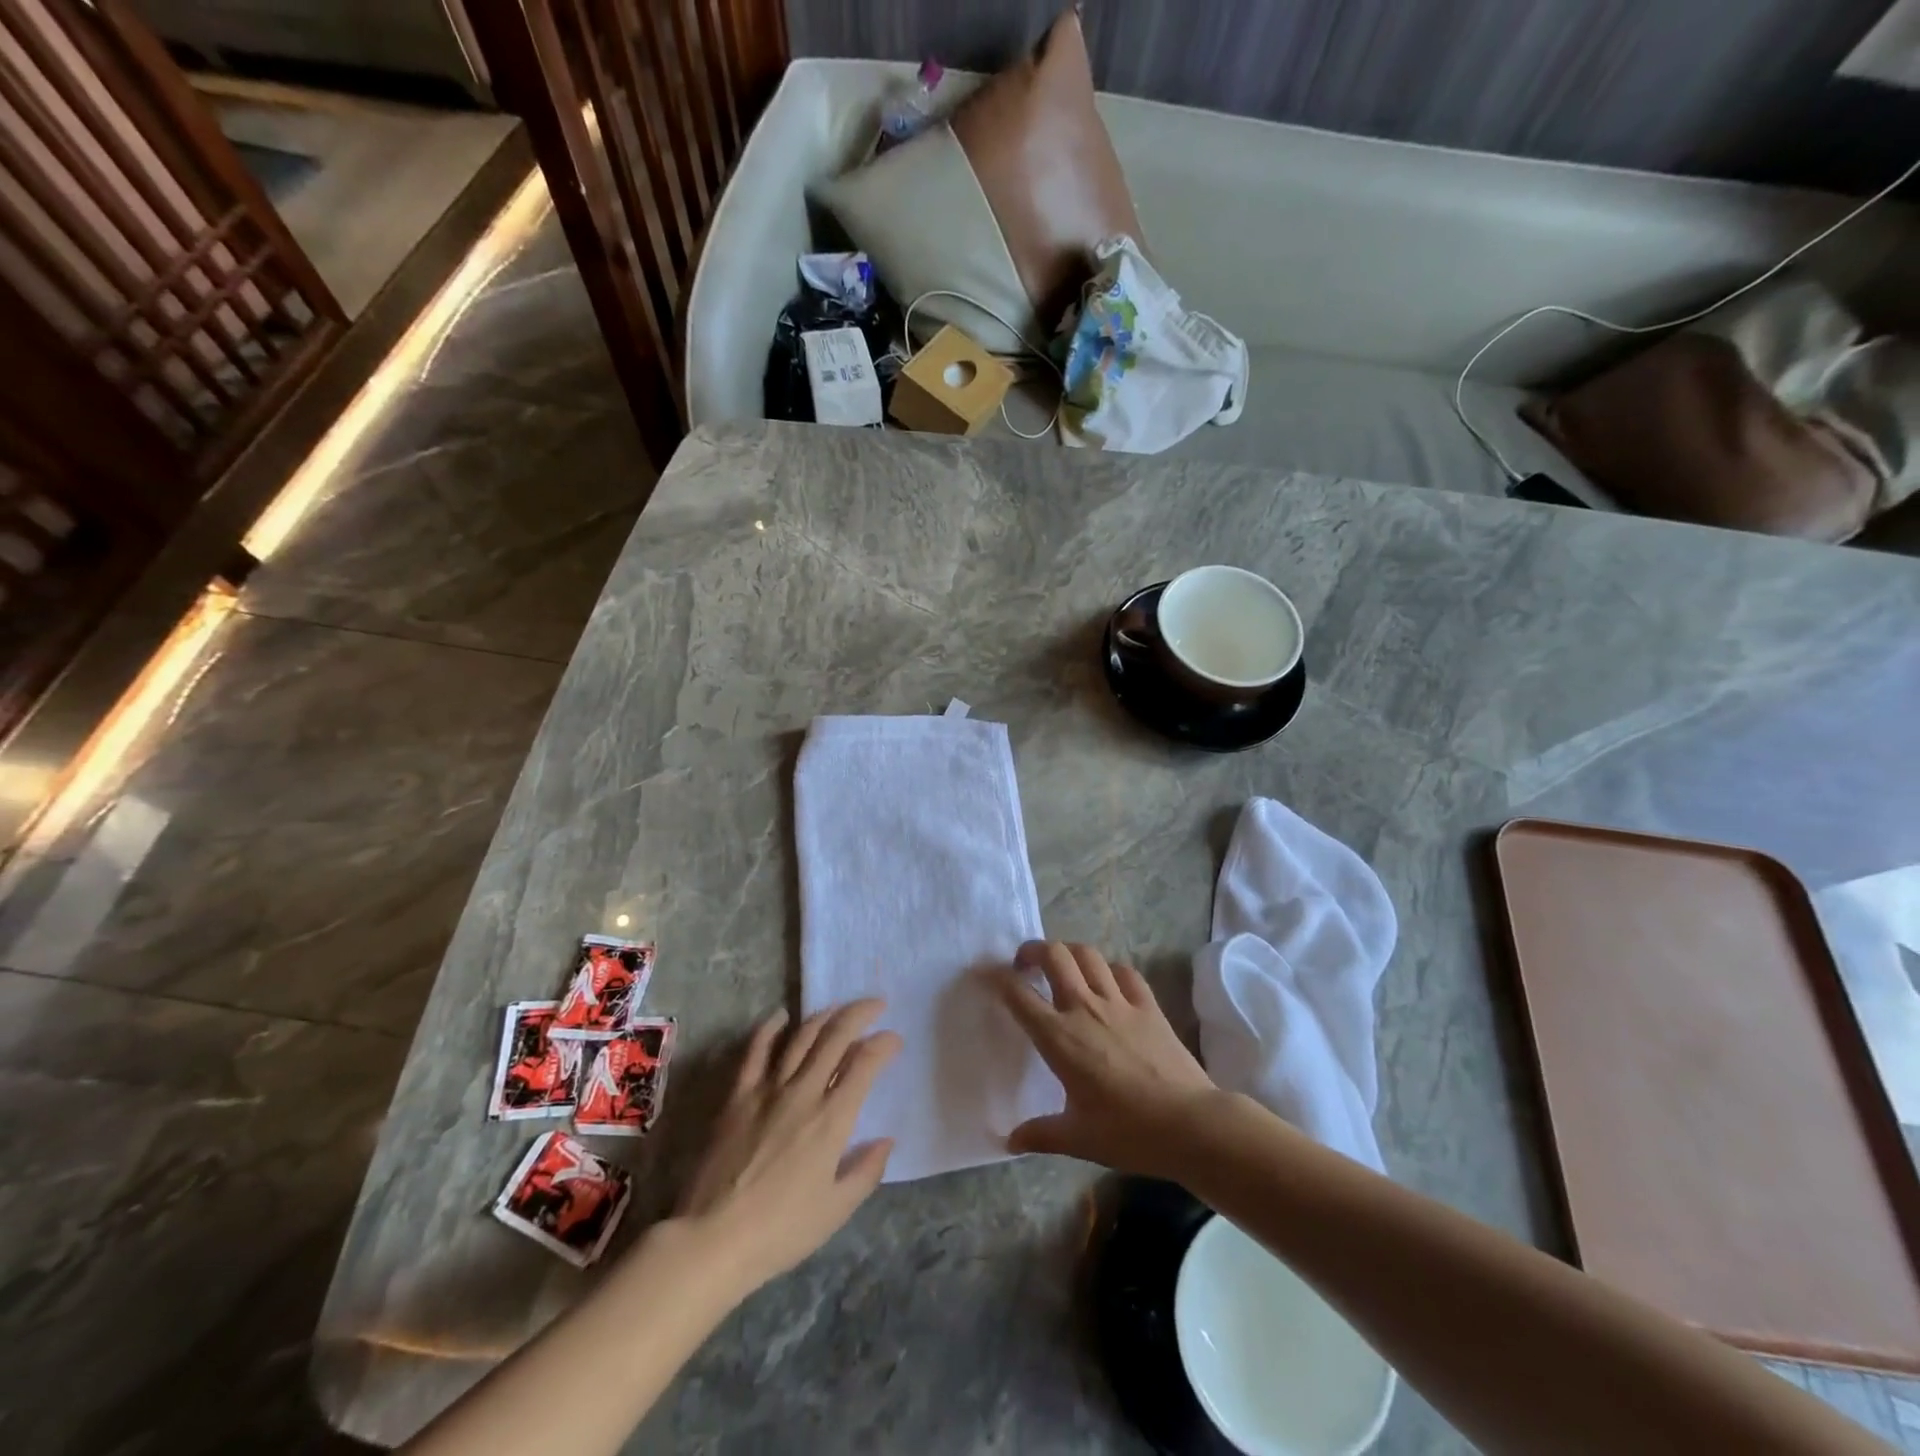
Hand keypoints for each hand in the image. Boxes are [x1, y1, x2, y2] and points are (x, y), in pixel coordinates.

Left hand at [673, 1000, 899, 1296]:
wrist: (713, 1239)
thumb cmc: (780, 1230)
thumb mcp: (836, 1210)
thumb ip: (866, 1171)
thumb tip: (887, 1140)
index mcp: (832, 1119)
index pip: (865, 1064)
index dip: (884, 1044)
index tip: (894, 1039)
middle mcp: (804, 1092)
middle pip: (836, 1037)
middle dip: (860, 1014)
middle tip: (875, 1005)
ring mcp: (768, 1089)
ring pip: (801, 1037)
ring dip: (824, 1016)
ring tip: (838, 1007)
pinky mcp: (738, 1095)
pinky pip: (756, 1050)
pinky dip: (770, 1028)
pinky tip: (781, 1016)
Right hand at [994, 941, 1218, 1177]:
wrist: (1189, 1124)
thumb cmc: (1128, 1132)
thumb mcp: (1077, 1139)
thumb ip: (1040, 1134)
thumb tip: (1010, 1140)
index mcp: (1059, 1037)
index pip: (1019, 995)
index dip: (999, 979)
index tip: (989, 975)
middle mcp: (1084, 1008)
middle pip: (1054, 955)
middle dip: (1034, 950)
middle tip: (1027, 964)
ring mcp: (1119, 1002)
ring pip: (1088, 955)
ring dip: (1070, 952)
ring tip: (1063, 966)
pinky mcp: (1148, 1005)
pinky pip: (1124, 971)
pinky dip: (1110, 969)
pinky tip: (1108, 982)